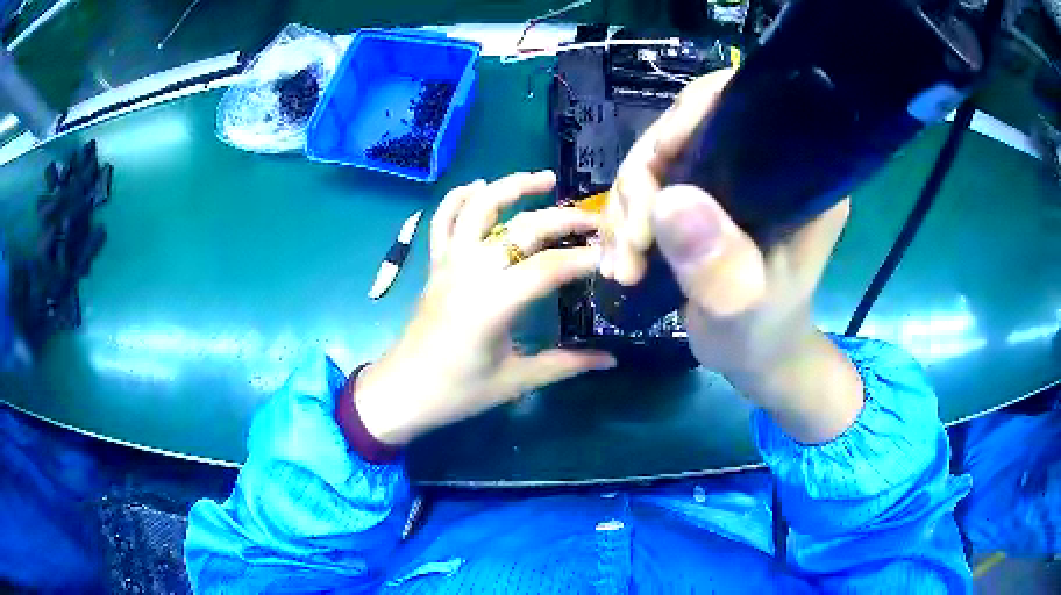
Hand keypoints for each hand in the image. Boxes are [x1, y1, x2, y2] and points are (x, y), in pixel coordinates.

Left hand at [355, 171, 615, 445]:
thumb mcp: (516, 381)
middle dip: (563, 219)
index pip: (548, 268)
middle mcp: (471, 272)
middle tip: (594, 221)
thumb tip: (610, 360)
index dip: (583, 259)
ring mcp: (449, 263)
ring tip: (545, 180)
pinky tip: (479, 186)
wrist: (402, 391)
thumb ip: (567, 364)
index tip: (611, 257)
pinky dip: (458, 198)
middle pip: (522, 229)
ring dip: (511, 187)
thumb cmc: (458, 392)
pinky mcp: (436, 264)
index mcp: (493, 304)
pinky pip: (442, 221)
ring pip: (479, 208)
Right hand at [603, 70, 861, 441]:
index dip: (692, 114)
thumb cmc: (761, 336)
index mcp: (796, 177)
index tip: (656, 162)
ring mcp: (730, 176)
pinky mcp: (704, 194)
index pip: (742, 106)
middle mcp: (764, 162)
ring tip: (622, 266)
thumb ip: (719, 266)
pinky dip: (625, 219)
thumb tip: (670, 202)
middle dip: (644, 181)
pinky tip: (620, 259)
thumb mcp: (743, 312)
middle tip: (631, 244)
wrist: (756, 357)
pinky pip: (649, 184)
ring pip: (658, 157)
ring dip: (627, 208)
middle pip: (686, 128)